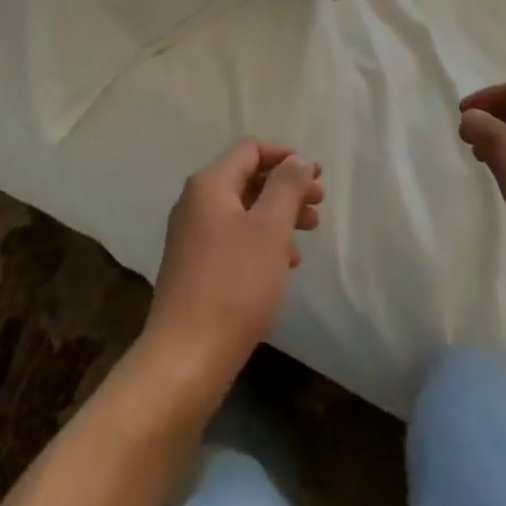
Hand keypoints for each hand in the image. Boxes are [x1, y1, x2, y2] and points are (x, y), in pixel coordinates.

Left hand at [140, 141, 323, 410]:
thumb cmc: (234, 284)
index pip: (250, 150)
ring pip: (243, 210)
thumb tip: (297, 160)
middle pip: (248, 178)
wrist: (186, 356)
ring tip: (310, 232)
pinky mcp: (195, 265)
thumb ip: (286, 187)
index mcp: (209, 184)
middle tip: (320, 204)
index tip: (317, 174)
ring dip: (278, 214)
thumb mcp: (269, 229)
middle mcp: (195, 202)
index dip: (285, 156)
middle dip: (286, 186)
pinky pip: (234, 236)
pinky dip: (262, 239)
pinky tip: (285, 262)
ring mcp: (192, 234)